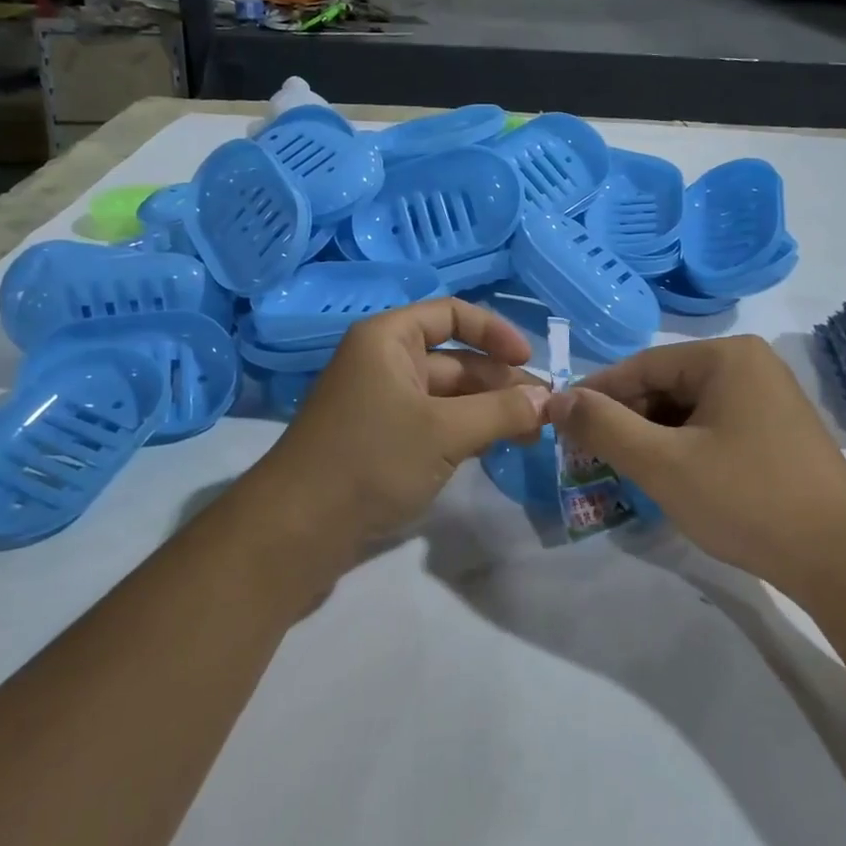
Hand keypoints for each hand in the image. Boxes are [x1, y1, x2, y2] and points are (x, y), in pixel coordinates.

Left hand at [233, 299, 549, 598]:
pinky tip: (494, 450)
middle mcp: (384, 363)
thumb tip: (549, 400)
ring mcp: (381, 404)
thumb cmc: (371, 460)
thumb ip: (501, 411)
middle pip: (455, 359)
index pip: (452, 315)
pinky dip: (465, 432)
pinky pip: (434, 424)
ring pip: (447, 396)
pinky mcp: (381, 442)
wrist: (296, 530)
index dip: (495, 332)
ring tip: (531, 435)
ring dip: (488, 410)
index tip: (530, 362)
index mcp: (389, 339)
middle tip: (545, 413)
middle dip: (500, 382)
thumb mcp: (445, 432)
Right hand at [548, 335, 845, 590]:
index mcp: (726, 356)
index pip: (641, 366)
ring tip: (623, 471)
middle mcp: (750, 366)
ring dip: (652, 438)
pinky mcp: (776, 433)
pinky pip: (713, 428)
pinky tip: (669, 479)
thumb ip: (604, 427)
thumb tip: (556, 399)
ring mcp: (768, 399)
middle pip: (665, 386)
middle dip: (626, 420)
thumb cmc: (747, 499)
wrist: (842, 560)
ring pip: (688, 411)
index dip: (596, 394)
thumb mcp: (663, 463)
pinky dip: (683, 449)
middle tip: (590, 456)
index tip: (559, 422)